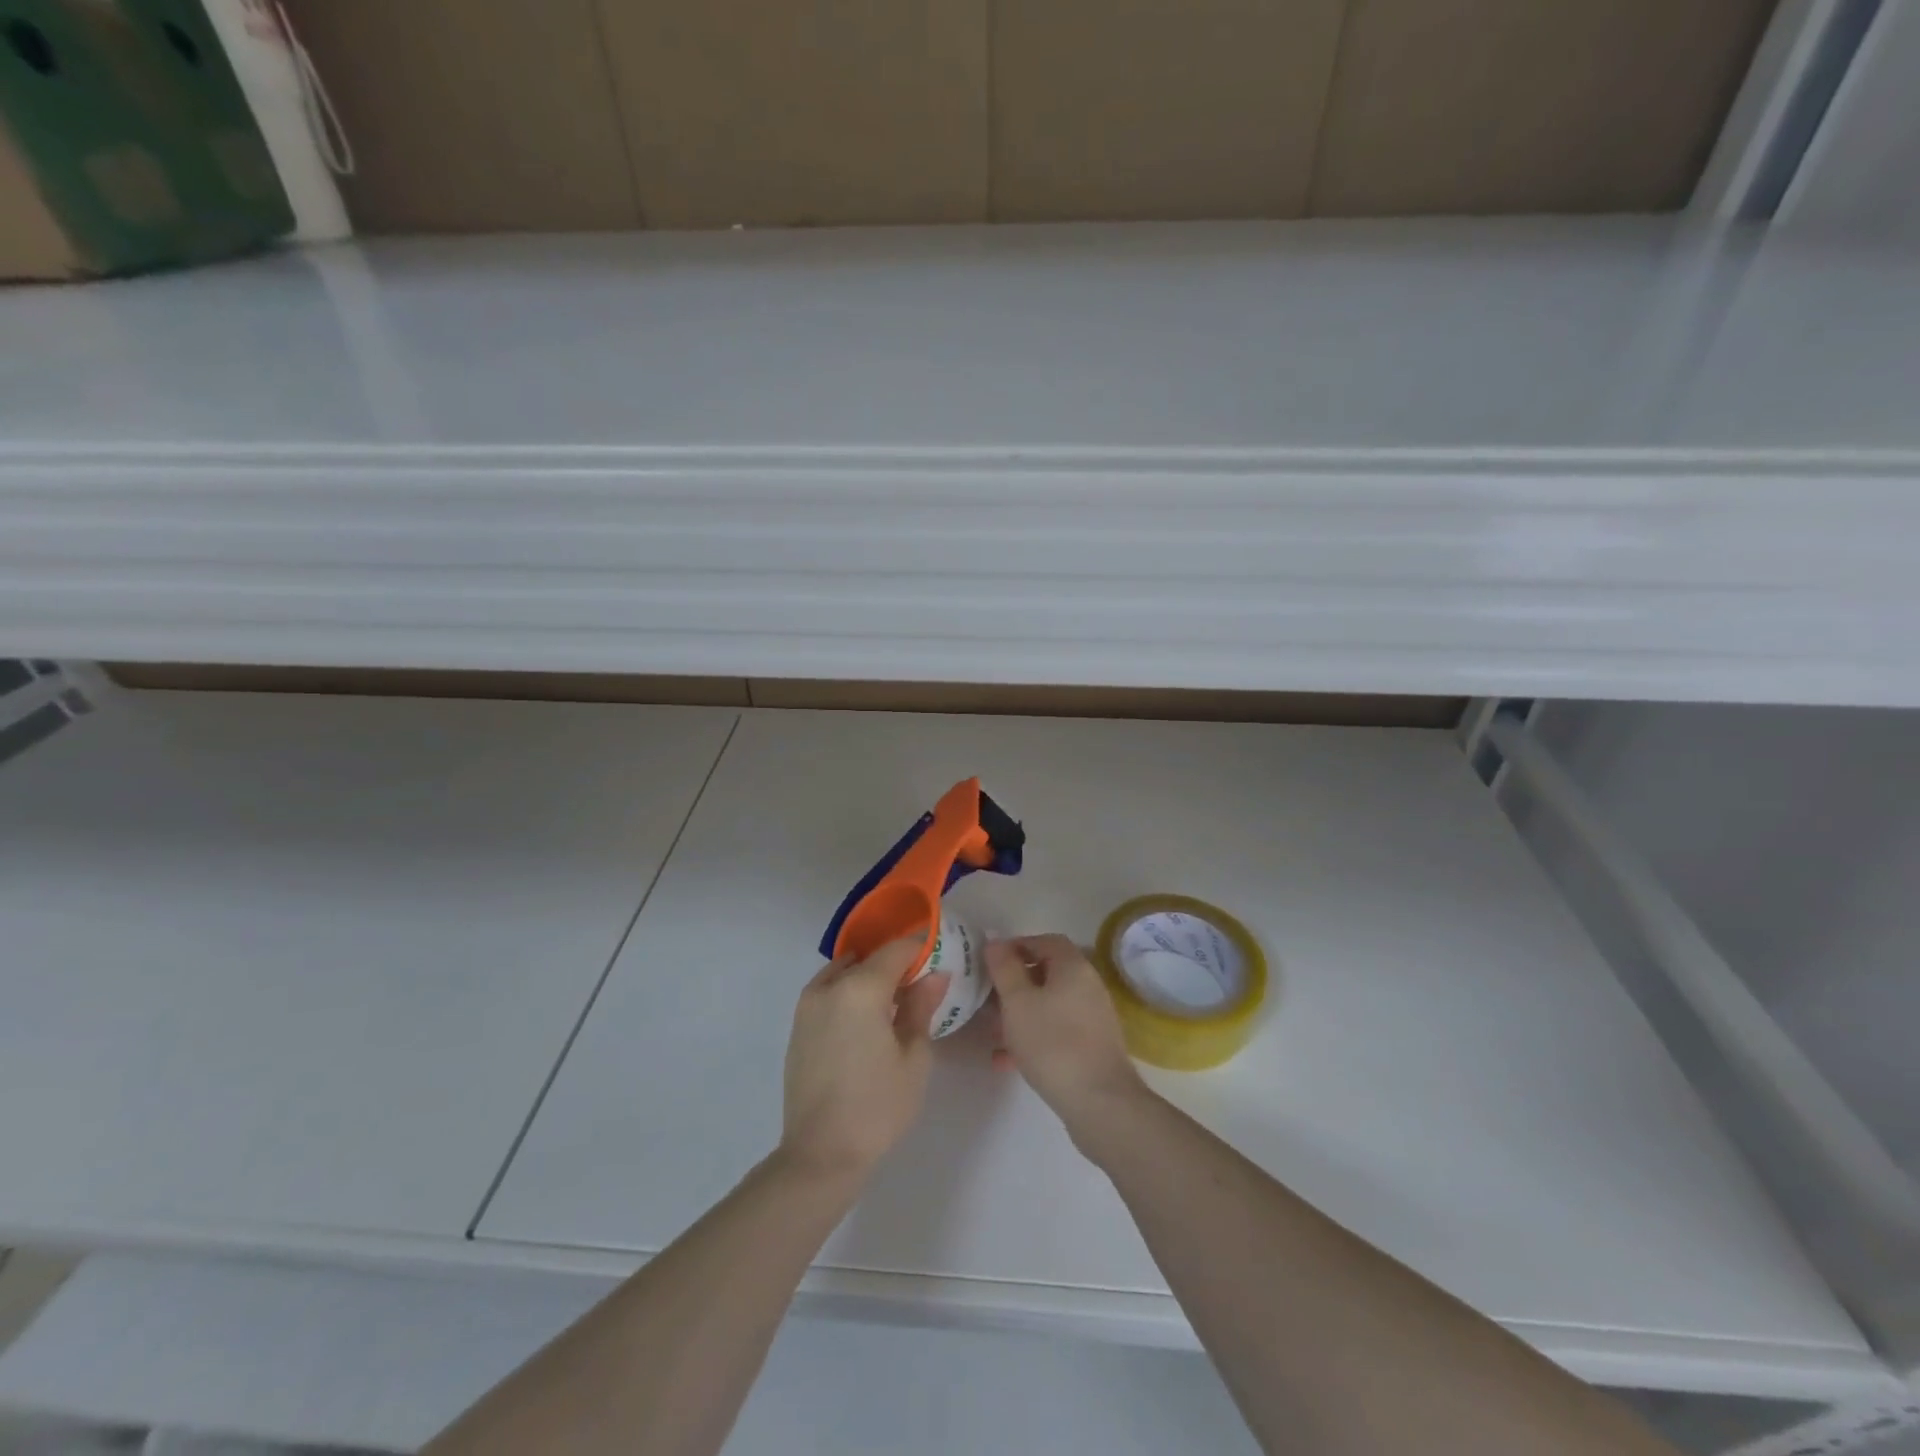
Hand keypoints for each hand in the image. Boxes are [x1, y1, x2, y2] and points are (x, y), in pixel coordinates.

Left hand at [780, 937, 950, 1180]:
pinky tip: (868, 1020)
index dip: (921, 948)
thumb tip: (934, 974)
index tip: (940, 958)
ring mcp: (808, 1005)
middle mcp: (829, 986)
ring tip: (895, 1004)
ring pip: (847, 973)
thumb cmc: (878, 1106)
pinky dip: (850, 992)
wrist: (821, 1154)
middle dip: (897, 965)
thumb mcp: (914, 1056)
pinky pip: (830, 992)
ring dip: (871, 977)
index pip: (896, 949)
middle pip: (870, 959)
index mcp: (860, 988)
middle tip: (922, 985)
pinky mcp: (798, 1026)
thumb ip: (922, 1006)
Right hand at [985, 934, 1145, 1131]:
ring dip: (1019, 1014)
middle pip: (1046, 973)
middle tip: (986, 999)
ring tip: (992, 1032)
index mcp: (1073, 966)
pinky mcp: (1091, 1047)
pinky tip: (1006, 1061)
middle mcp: (1087, 986)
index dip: (1016, 946)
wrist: (1100, 1103)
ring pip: (1048, 1005)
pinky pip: (1056, 1031)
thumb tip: (995, 941)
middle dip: (1014, 984)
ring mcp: (1092, 1018)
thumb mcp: (1018, 1002)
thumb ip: (1004, 968)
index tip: (989, 962)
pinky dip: (1033, 1037)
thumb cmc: (1053, 1043)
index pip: (1044, 940)